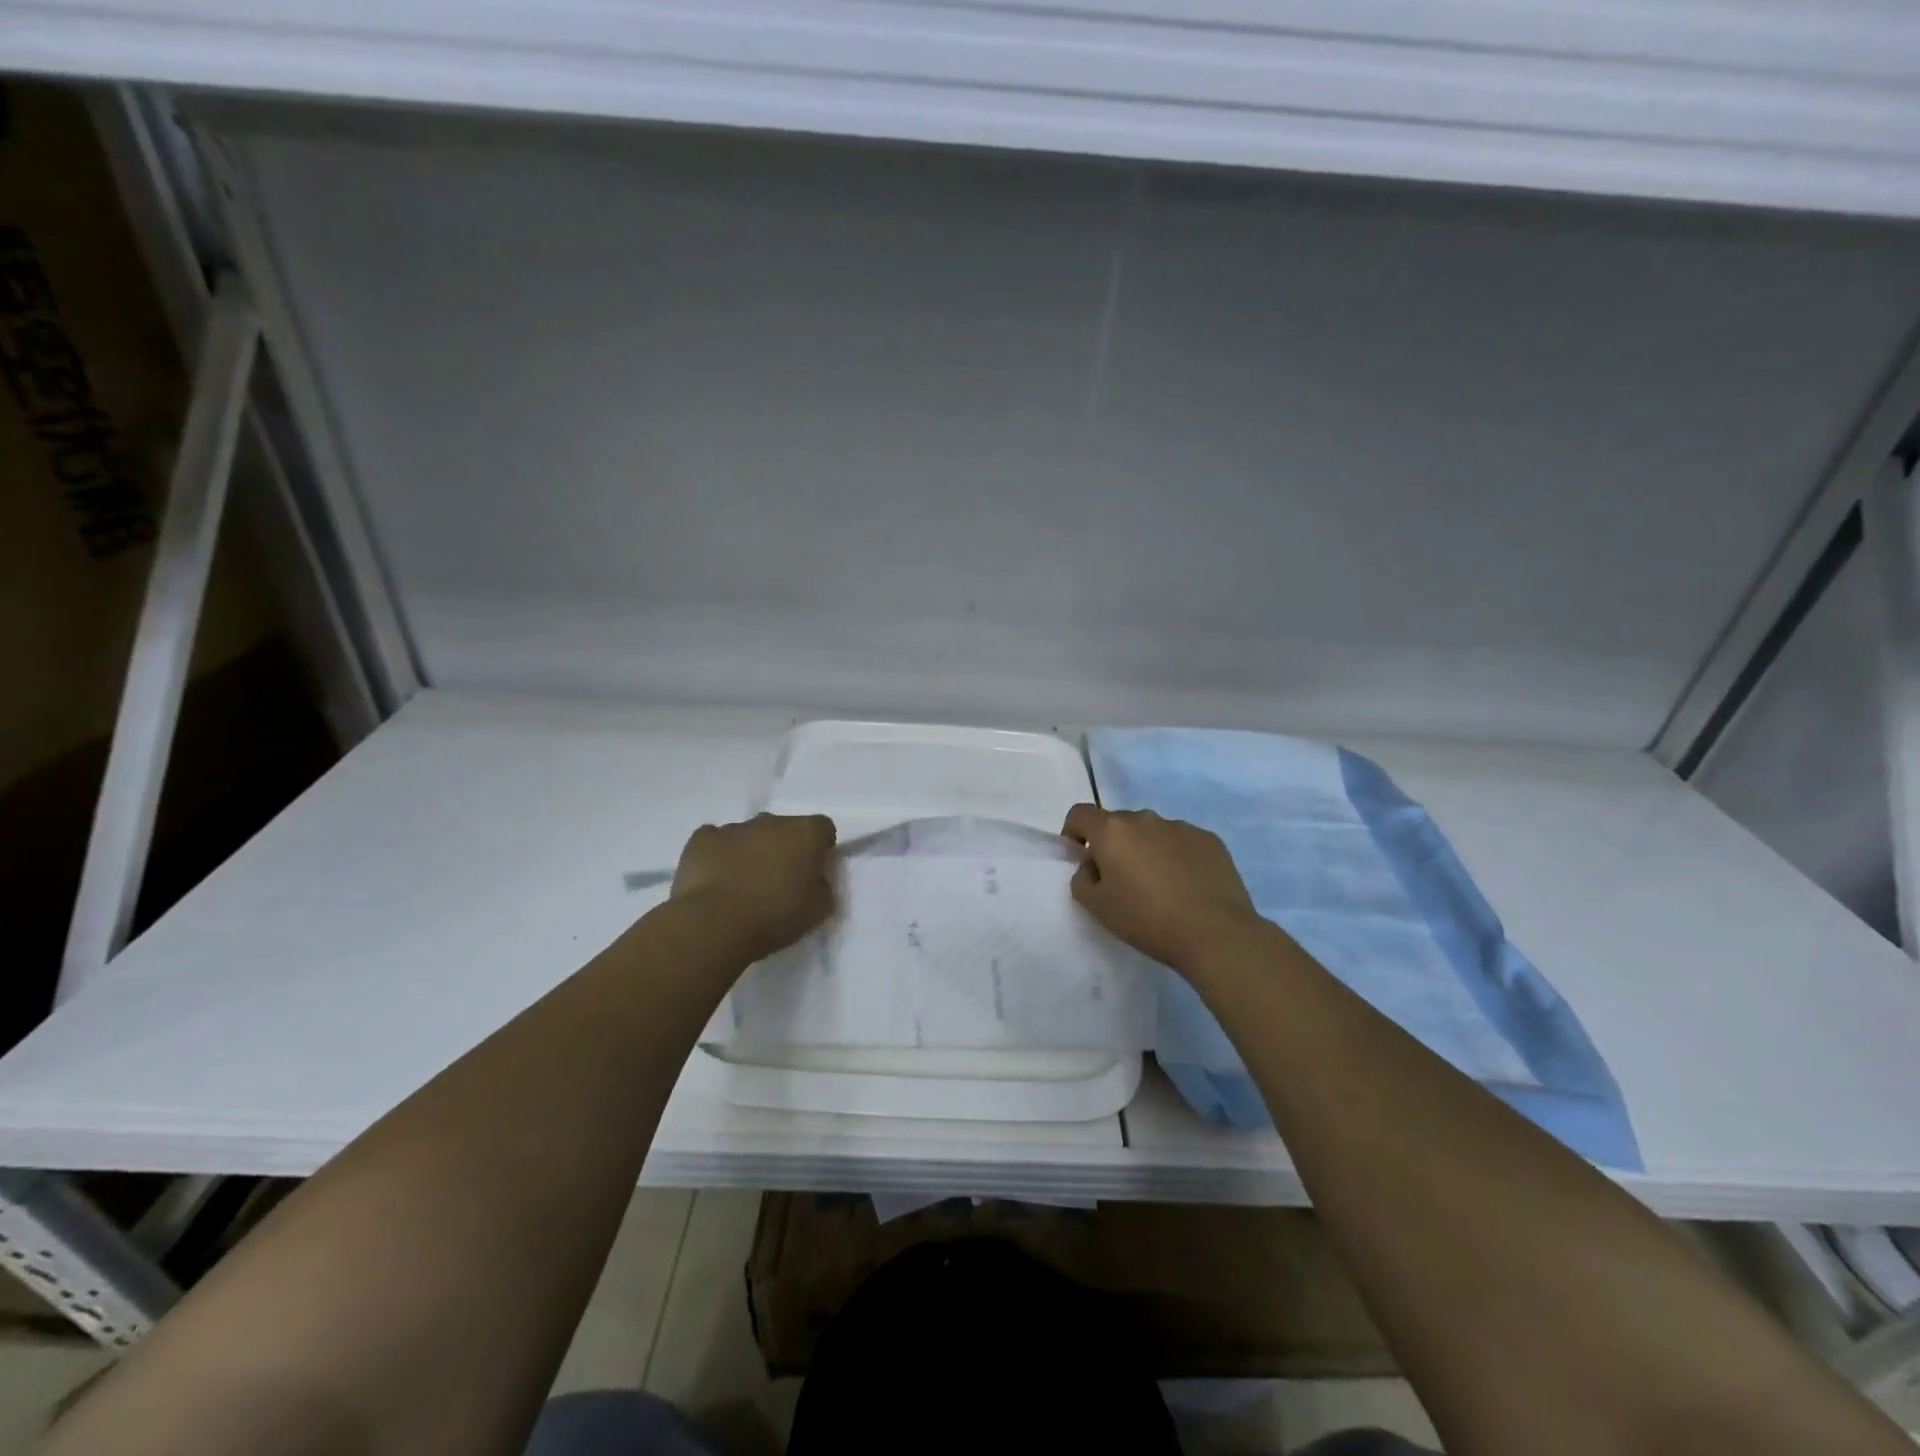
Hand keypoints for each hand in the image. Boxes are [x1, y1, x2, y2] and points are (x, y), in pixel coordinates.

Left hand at [671, 813, 837, 959]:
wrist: (715, 924)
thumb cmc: (775, 916)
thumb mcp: (819, 910)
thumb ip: (823, 887)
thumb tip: (814, 880)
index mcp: (806, 833)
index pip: (823, 828)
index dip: (820, 848)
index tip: (813, 872)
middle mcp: (772, 821)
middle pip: (784, 828)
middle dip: (783, 848)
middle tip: (778, 881)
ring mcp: (734, 827)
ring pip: (749, 834)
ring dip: (751, 851)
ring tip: (742, 885)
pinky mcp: (702, 838)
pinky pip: (715, 840)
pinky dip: (718, 854)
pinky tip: (716, 879)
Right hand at [1062, 804, 1264, 971]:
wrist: (1215, 934)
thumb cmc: (1147, 920)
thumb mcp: (1097, 907)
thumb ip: (1082, 879)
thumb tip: (1093, 865)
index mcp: (1112, 831)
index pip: (1080, 814)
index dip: (1073, 832)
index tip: (1080, 858)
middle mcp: (1145, 819)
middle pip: (1117, 823)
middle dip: (1112, 845)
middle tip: (1120, 881)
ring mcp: (1181, 826)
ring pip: (1151, 832)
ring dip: (1145, 849)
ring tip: (1159, 886)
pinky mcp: (1209, 839)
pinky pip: (1181, 841)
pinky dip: (1175, 856)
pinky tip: (1186, 886)